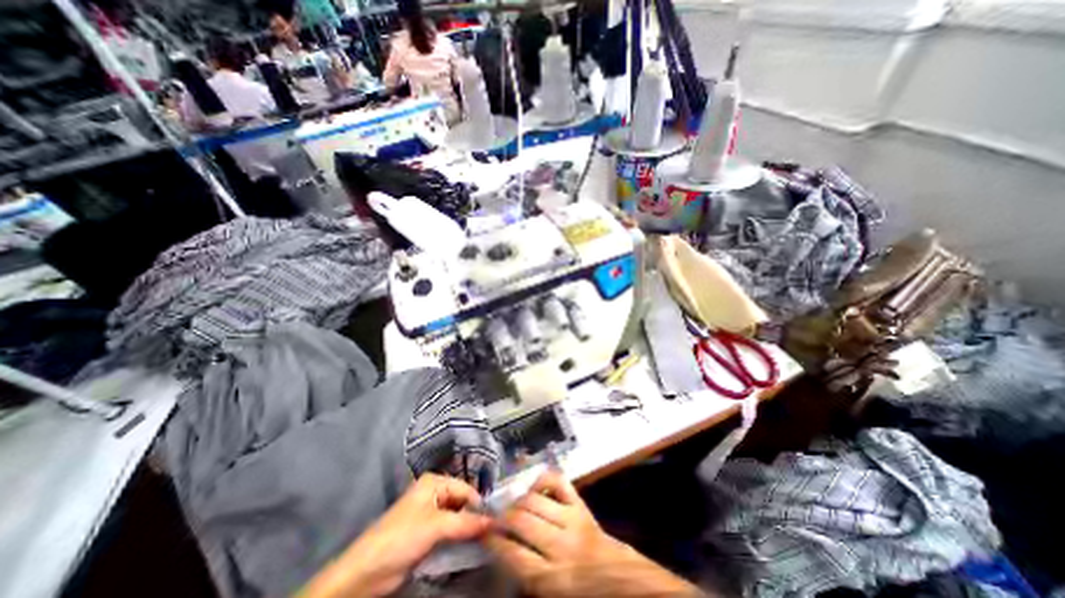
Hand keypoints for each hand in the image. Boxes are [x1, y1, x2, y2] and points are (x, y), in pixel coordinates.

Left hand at [298, 475, 492, 596]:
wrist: (365, 574)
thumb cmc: (401, 538)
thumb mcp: (436, 527)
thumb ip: (466, 523)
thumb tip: (494, 521)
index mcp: (434, 482)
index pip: (466, 489)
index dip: (480, 504)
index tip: (497, 521)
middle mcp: (434, 493)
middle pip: (462, 502)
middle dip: (475, 517)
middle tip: (492, 532)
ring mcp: (429, 514)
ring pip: (457, 518)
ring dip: (468, 529)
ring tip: (485, 540)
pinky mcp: (426, 534)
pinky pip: (449, 532)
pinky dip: (458, 538)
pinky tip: (469, 547)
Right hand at [487, 472, 699, 597]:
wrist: (621, 582)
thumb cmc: (583, 593)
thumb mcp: (552, 596)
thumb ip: (527, 575)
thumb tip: (504, 550)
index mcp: (552, 579)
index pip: (513, 554)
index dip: (493, 542)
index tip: (484, 535)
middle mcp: (560, 546)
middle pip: (522, 521)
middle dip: (503, 518)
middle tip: (495, 518)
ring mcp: (572, 520)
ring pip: (535, 500)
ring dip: (518, 500)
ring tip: (512, 505)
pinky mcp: (580, 505)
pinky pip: (558, 483)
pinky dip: (543, 480)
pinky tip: (535, 488)